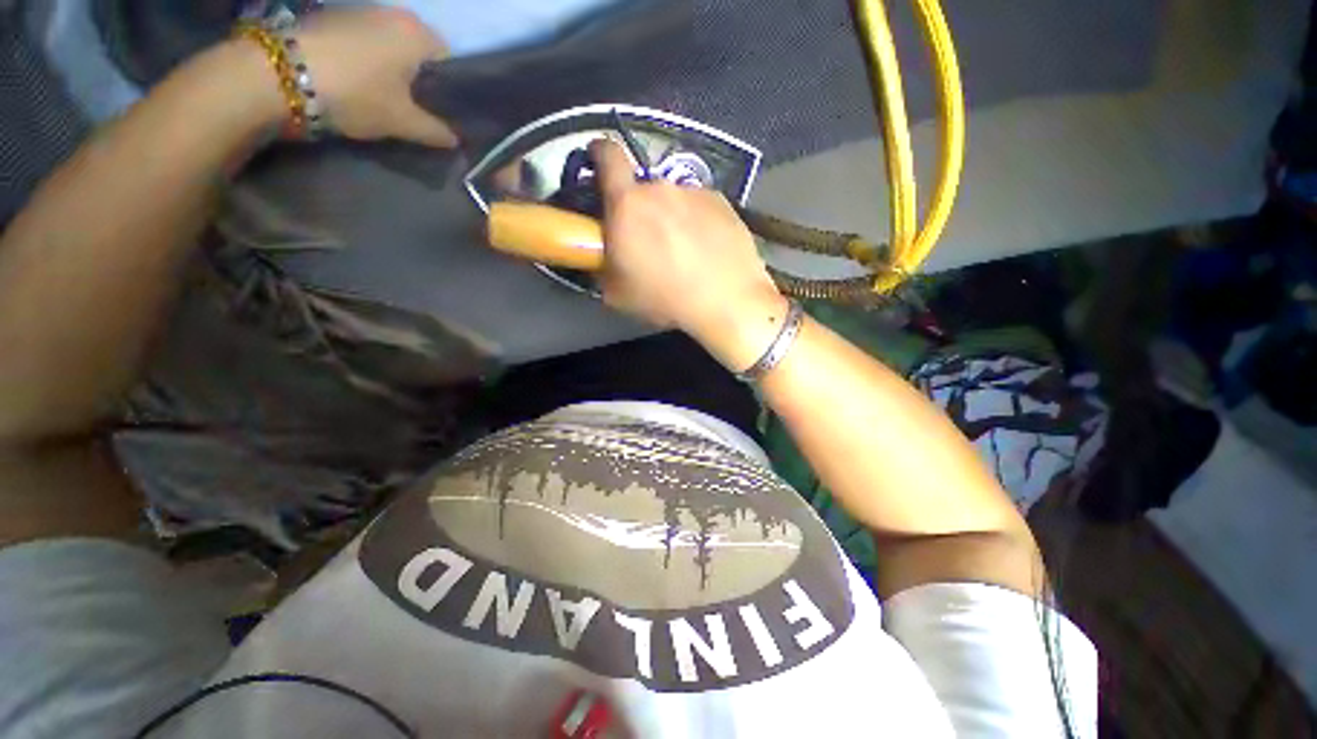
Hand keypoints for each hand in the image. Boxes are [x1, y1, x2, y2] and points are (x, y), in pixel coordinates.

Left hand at [290, 8, 456, 147]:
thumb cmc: (358, 95)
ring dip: (390, 66)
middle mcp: (393, 13)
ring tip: (381, 94)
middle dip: (418, 75)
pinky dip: (366, 58)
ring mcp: (360, 10)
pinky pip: (364, 39)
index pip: (448, 58)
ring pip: (390, 43)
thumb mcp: (403, 122)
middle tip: (411, 105)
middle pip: (418, 48)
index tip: (438, 108)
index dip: (447, 86)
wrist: (283, 74)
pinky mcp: (333, 16)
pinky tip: (356, 80)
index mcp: (417, 34)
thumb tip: (455, 140)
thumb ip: (434, 131)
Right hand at [592, 140, 787, 370]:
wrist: (727, 301)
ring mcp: (695, 193)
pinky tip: (707, 250)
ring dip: (671, 218)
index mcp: (627, 204)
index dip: (599, 154)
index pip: (606, 155)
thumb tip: (604, 259)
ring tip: (684, 252)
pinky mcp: (722, 202)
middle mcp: (660, 188)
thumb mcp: (618, 294)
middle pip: (642, 189)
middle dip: (640, 211)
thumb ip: (603, 266)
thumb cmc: (665, 298)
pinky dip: (698, 222)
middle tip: (648, 243)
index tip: (598, 164)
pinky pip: (699, 207)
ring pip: (673, 200)